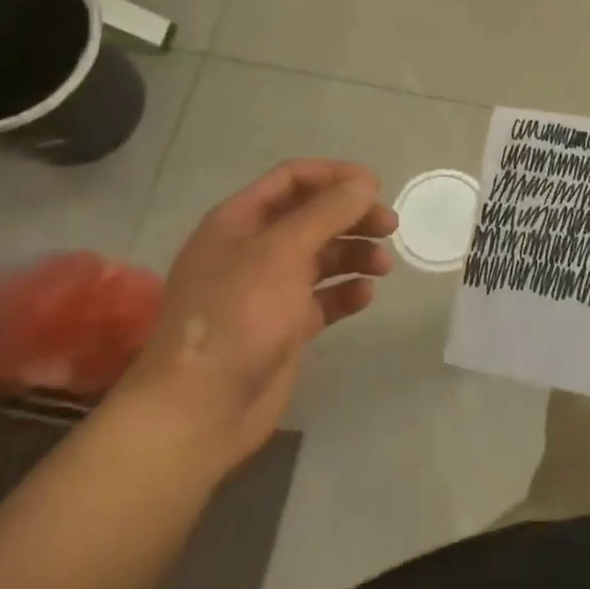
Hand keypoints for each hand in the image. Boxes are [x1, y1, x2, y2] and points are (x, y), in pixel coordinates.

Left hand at [121, 160, 396, 474]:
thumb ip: (327, 212)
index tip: (375, 186)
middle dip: (351, 216)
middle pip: (311, 216)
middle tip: (390, 226)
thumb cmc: (237, 316)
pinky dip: (344, 292)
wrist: (199, 412)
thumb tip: (364, 182)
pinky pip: (321, 298)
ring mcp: (266, 290)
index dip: (334, 176)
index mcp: (238, 222)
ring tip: (383, 266)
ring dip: (354, 253)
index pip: (291, 179)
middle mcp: (252, 250)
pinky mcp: (282, 327)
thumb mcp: (282, 252)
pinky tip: (365, 297)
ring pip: (320, 256)